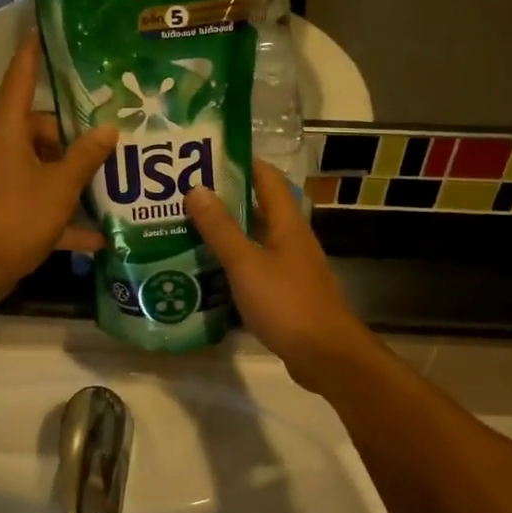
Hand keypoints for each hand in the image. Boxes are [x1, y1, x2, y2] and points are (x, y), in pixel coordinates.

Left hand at [0, 35, 116, 308]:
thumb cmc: (13, 217)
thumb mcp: (58, 187)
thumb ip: (85, 158)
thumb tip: (108, 130)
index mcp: (10, 133)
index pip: (20, 81)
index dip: (32, 55)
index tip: (42, 30)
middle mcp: (6, 152)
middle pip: (43, 131)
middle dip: (76, 135)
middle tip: (116, 134)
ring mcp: (6, 184)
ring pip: (47, 170)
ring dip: (76, 178)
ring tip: (118, 178)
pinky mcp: (10, 213)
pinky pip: (44, 206)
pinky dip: (67, 218)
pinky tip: (101, 235)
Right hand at [185, 161, 379, 392]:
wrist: (326, 356)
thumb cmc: (287, 304)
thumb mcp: (247, 264)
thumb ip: (221, 229)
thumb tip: (196, 189)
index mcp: (287, 224)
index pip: (268, 178)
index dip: (242, 163)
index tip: (207, 156)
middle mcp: (292, 239)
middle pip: (259, 207)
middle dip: (225, 198)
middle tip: (185, 193)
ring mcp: (291, 268)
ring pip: (255, 239)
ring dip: (227, 232)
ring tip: (188, 227)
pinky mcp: (286, 293)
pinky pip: (255, 267)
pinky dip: (233, 263)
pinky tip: (207, 270)